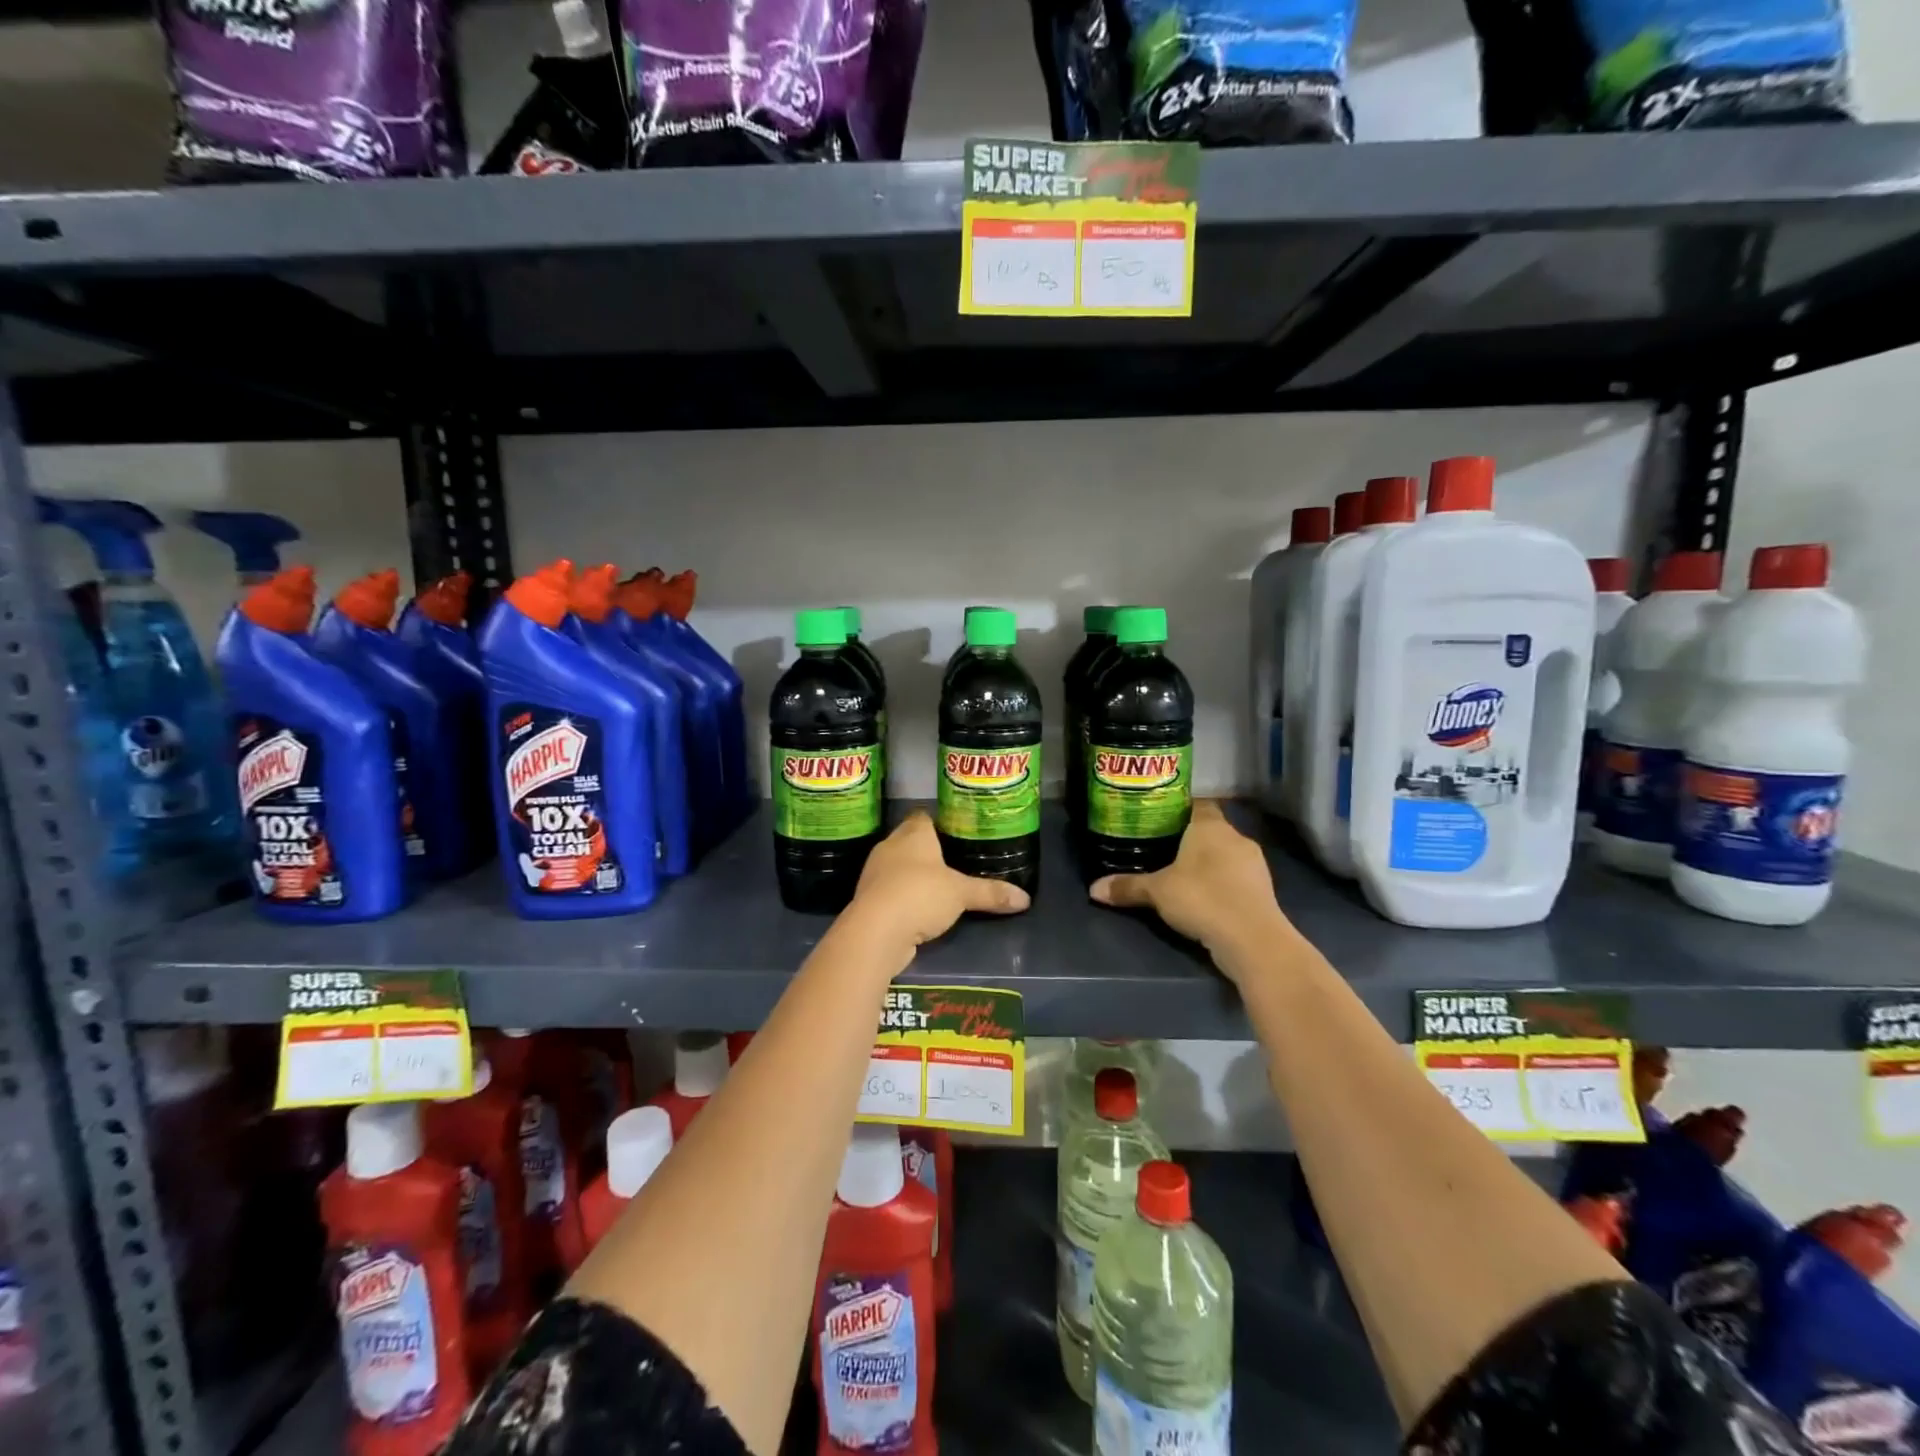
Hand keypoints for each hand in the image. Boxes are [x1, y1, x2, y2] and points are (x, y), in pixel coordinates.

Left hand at [842, 812, 1029, 952]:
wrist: (876, 931)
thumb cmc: (920, 895)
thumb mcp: (962, 893)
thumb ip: (991, 893)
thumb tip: (1025, 899)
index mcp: (913, 834)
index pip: (923, 816)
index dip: (938, 822)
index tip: (956, 831)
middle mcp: (890, 846)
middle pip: (909, 840)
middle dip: (928, 850)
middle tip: (954, 860)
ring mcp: (875, 873)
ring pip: (898, 866)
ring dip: (913, 875)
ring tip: (939, 886)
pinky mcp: (868, 899)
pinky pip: (890, 891)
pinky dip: (903, 897)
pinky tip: (920, 909)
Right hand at [1089, 801, 1290, 966]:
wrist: (1253, 939)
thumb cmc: (1202, 898)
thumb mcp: (1156, 892)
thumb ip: (1127, 887)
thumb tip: (1093, 889)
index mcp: (1210, 826)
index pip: (1197, 804)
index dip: (1179, 810)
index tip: (1159, 820)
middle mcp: (1236, 837)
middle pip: (1210, 830)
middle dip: (1190, 840)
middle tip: (1162, 849)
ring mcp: (1254, 864)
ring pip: (1226, 855)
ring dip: (1209, 864)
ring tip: (1181, 876)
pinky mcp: (1263, 890)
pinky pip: (1236, 878)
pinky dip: (1222, 884)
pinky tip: (1204, 898)